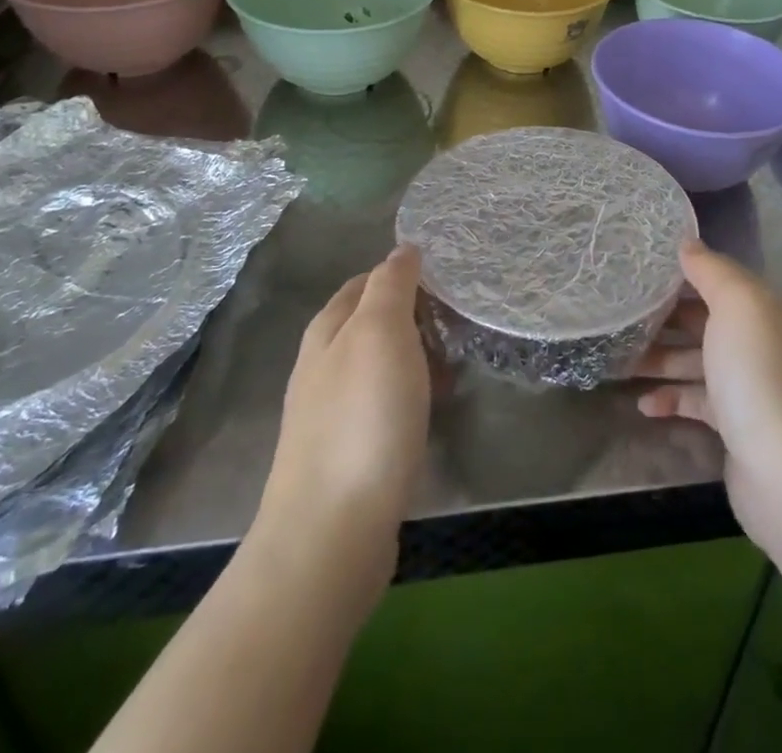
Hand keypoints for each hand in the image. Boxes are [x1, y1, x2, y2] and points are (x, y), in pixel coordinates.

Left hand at [251, 245, 430, 596]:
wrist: (331, 533)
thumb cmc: (362, 418)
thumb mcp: (380, 332)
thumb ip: (391, 285)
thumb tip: (402, 248)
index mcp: (327, 330)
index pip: (366, 281)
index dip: (405, 275)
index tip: (448, 281)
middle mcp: (322, 365)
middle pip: (373, 323)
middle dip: (416, 317)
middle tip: (459, 325)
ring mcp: (331, 413)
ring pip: (381, 365)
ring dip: (418, 358)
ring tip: (455, 367)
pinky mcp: (347, 453)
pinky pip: (385, 404)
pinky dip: (411, 396)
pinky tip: (431, 410)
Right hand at [636, 241, 781, 561]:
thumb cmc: (758, 375)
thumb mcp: (737, 306)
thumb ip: (711, 271)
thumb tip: (687, 243)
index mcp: (760, 308)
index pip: (715, 278)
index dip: (679, 271)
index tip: (636, 268)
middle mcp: (756, 341)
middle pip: (702, 319)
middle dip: (662, 316)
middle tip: (617, 314)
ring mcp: (747, 386)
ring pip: (695, 361)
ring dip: (659, 359)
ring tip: (617, 360)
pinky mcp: (735, 426)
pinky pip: (696, 402)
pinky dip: (671, 399)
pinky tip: (643, 405)